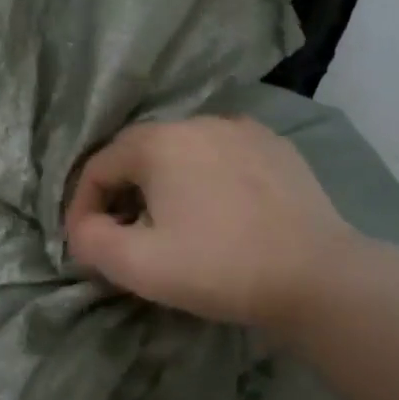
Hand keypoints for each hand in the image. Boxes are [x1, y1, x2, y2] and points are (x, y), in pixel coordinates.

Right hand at [65, 116, 358, 332]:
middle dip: (121, 195)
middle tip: (124, 237)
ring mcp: (244, 130)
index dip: (81, 206)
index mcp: (160, 142)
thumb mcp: (137, 265)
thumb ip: (90, 241)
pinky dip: (204, 181)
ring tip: (170, 226)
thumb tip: (83, 228)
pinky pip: (221, 158)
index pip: (98, 166)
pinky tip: (217, 214)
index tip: (86, 244)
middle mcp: (199, 122)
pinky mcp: (277, 148)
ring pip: (182, 154)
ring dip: (163, 186)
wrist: (317, 277)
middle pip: (139, 155)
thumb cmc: (218, 268)